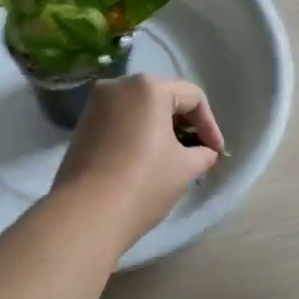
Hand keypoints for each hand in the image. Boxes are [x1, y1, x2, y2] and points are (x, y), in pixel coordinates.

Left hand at [51, 75, 222, 245]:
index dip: (210, 126)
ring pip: (140, 109)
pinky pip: (120, 121)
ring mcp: (96, 104)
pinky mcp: (82, 125)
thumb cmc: (144, 182)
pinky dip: (138, 134)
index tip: (216, 154)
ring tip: (175, 159)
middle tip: (199, 154)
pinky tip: (147, 160)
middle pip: (164, 98)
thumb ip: (203, 154)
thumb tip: (207, 153)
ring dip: (161, 130)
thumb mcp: (185, 168)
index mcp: (148, 87)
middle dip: (185, 125)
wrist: (87, 213)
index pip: (192, 97)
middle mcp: (119, 85)